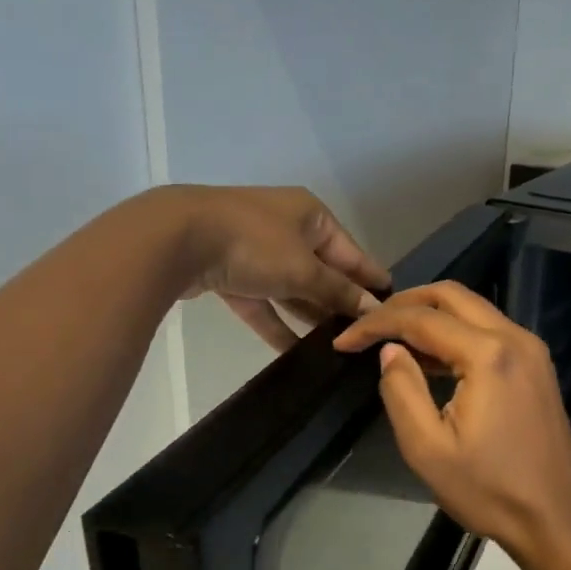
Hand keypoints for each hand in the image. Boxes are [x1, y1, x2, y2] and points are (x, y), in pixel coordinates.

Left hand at [164, 185, 389, 352]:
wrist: (177, 239)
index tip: (394, 304)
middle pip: (322, 270)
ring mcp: (255, 250)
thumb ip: (338, 291)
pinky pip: (262, 303)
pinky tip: (296, 354)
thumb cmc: (254, 244)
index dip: (371, 278)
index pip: (351, 251)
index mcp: (310, 215)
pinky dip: (277, 324)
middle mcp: (285, 228)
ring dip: (309, 316)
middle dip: (340, 302)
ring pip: (291, 288)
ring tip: (336, 348)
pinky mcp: (230, 273)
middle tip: (365, 335)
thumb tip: (373, 308)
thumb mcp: (304, 269)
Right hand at [334, 282, 570, 568]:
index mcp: (489, 355)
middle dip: (405, 303)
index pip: (422, 319)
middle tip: (369, 324)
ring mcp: (531, 350)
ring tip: (391, 338)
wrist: (556, 519)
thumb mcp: (428, 448)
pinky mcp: (536, 366)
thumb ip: (401, 390)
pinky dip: (455, 332)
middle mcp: (515, 338)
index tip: (343, 340)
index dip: (376, 324)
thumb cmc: (489, 490)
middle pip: (452, 296)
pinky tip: (430, 357)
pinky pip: (489, 331)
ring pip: (473, 309)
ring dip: (431, 315)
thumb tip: (391, 350)